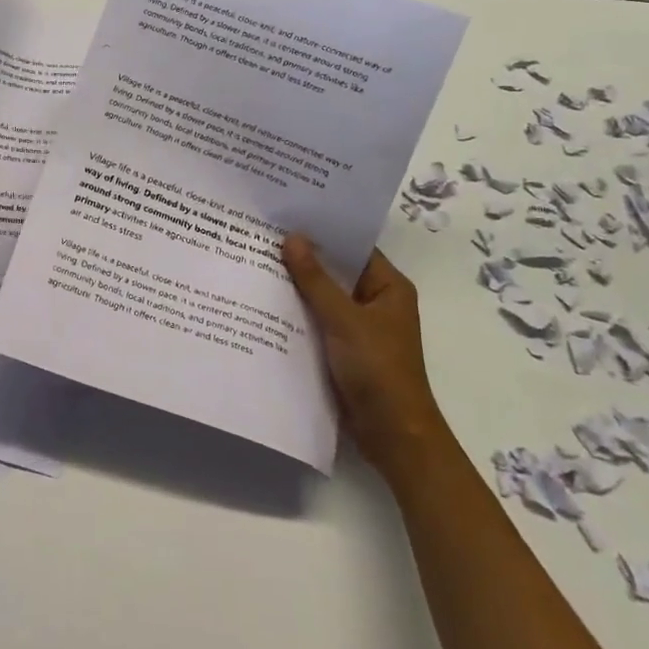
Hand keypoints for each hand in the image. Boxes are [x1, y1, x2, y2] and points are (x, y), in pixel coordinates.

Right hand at [281, 236, 444, 473]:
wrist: (392, 435)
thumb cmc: (377, 369)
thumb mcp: (343, 319)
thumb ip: (315, 279)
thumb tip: (292, 237)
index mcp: (389, 287)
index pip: (353, 246)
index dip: (323, 230)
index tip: (287, 214)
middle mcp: (376, 301)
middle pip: (336, 270)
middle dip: (304, 257)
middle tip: (263, 234)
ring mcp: (360, 326)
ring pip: (324, 296)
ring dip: (297, 285)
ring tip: (256, 261)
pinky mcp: (344, 348)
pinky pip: (318, 320)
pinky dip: (298, 312)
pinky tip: (266, 302)